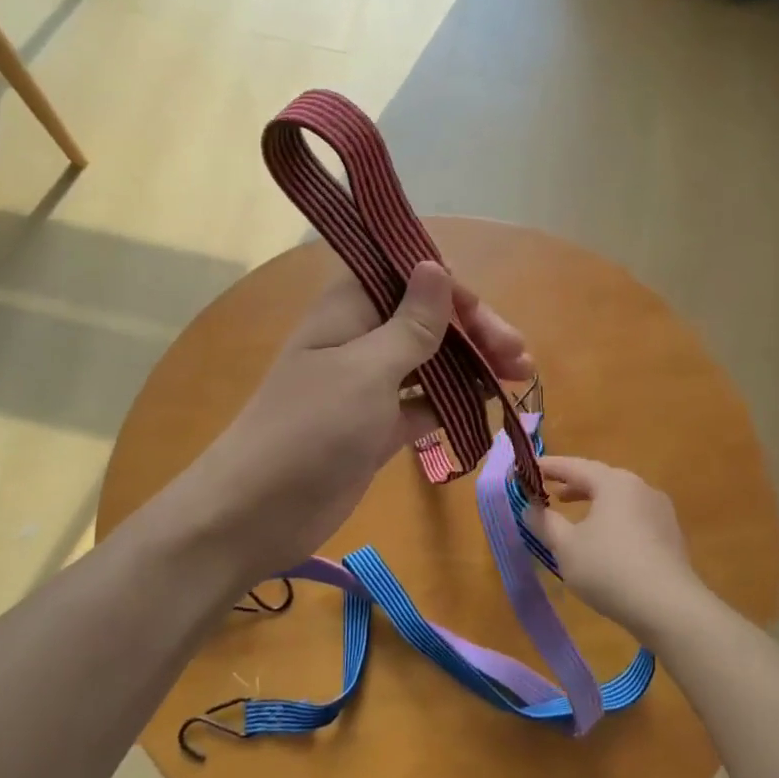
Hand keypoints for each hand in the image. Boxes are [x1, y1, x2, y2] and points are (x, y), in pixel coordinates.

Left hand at [156, 261, 531, 594]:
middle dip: (475, 332)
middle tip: (520, 358)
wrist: (258, 511)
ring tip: (519, 380)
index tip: (484, 318)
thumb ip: (410, 323)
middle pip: (428, 319)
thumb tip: (436, 265)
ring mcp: (370, 384)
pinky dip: (454, 403)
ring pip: (432, 361)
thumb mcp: (367, 370)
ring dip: (473, 366)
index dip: (450, 288)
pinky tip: (488, 408)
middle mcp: (362, 338)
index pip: (407, 275)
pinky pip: (424, 403)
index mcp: (350, 308)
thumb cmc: (311, 429)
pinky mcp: (378, 425)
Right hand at [528, 457, 716, 643]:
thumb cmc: (609, 568)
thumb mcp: (565, 546)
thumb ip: (545, 522)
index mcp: (614, 483)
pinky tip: (604, 542)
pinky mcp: (671, 537)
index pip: (574, 466)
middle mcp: (641, 488)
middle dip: (572, 485)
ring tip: (575, 517)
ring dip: (593, 504)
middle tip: (549, 493)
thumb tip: (530, 507)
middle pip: (600, 479)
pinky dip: (612, 520)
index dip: (548, 467)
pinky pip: (634, 518)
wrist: (669, 608)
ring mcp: (660, 512)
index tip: (526, 469)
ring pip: (619, 500)